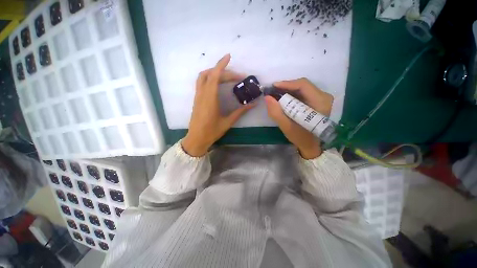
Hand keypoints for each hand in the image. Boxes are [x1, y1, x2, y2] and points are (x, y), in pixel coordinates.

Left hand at [182, 54, 254, 156]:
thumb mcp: (228, 122)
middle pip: (211, 75)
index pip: (215, 76)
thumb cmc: (212, 132)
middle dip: (224, 72)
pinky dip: (209, 78)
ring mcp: (198, 96)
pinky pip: (201, 83)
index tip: (228, 56)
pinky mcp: (197, 99)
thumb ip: (240, 112)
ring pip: (203, 77)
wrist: (197, 139)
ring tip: (226, 75)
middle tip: (237, 77)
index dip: (221, 65)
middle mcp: (202, 94)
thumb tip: (253, 104)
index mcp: (210, 99)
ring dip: (214, 72)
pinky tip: (217, 83)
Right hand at [265, 78, 333, 158]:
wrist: (311, 145)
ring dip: (288, 91)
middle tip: (272, 92)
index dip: (287, 84)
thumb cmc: (301, 138)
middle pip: (302, 85)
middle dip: (286, 87)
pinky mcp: (317, 101)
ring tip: (276, 95)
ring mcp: (321, 99)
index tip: (273, 87)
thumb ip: (276, 113)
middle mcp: (324, 97)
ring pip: (302, 88)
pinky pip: (303, 93)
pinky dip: (292, 95)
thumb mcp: (287, 127)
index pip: (303, 85)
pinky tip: (284, 99)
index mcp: (320, 103)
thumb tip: (267, 97)